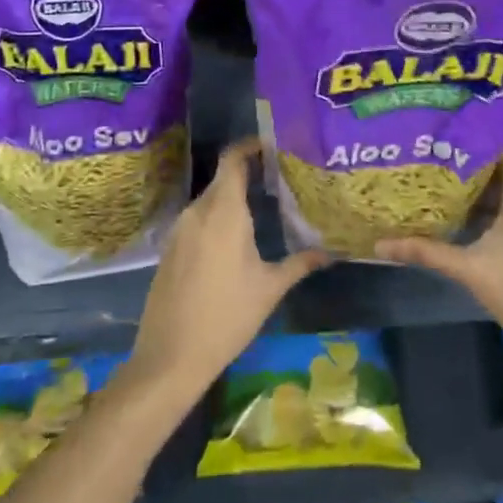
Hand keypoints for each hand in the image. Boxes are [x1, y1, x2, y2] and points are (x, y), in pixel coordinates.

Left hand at [130, 138, 327, 402]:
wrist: (170, 356)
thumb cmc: (227, 317)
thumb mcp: (270, 289)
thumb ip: (300, 263)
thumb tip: (331, 251)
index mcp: (224, 213)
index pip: (232, 161)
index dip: (249, 147)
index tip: (272, 146)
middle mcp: (198, 212)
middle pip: (222, 180)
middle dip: (247, 175)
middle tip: (278, 180)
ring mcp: (179, 231)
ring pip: (209, 201)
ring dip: (232, 199)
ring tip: (262, 207)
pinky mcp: (170, 249)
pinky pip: (197, 221)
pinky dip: (217, 219)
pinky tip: (235, 238)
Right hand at [378, 144, 502, 362]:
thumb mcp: (470, 268)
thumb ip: (426, 251)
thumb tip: (380, 246)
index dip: (476, 136)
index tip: (443, 137)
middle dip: (473, 159)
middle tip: (436, 156)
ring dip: (483, 182)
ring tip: (443, 178)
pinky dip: (495, 200)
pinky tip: (464, 211)